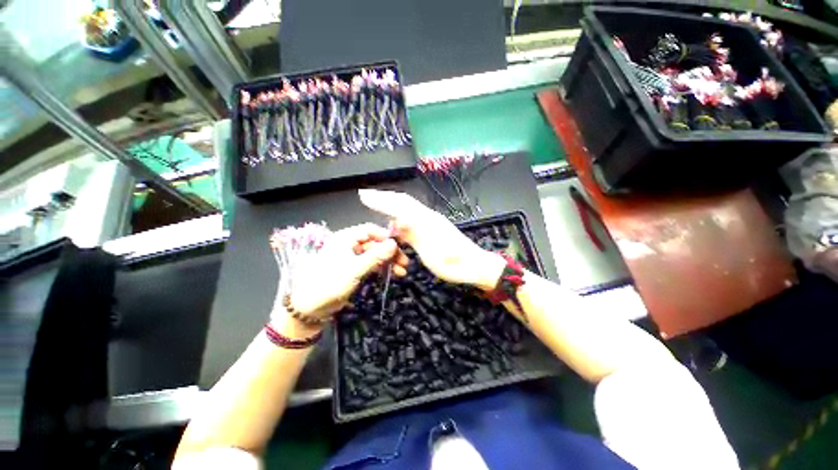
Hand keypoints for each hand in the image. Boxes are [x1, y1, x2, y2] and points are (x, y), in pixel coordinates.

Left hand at [273, 223, 408, 327]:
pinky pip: (372, 264)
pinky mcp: (355, 268)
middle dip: (390, 252)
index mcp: (346, 238)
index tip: (400, 246)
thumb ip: (376, 256)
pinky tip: (393, 274)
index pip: (370, 230)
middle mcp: (350, 244)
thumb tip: (394, 244)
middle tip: (405, 262)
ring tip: (402, 271)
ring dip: (389, 261)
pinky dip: (382, 268)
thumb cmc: (330, 283)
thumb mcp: (355, 269)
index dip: (385, 236)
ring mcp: (353, 257)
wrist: (310, 307)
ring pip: (375, 254)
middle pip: (375, 243)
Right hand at [359, 189, 504, 290]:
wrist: (474, 265)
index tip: (363, 196)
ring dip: (392, 205)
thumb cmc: (452, 262)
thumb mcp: (430, 249)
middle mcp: (428, 217)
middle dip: (384, 198)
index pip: (399, 205)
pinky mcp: (434, 230)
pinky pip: (413, 220)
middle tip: (367, 196)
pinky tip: (396, 223)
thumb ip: (413, 233)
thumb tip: (394, 219)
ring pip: (408, 210)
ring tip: (377, 205)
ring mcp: (432, 223)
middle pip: (404, 202)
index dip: (380, 200)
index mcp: (425, 220)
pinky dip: (400, 218)